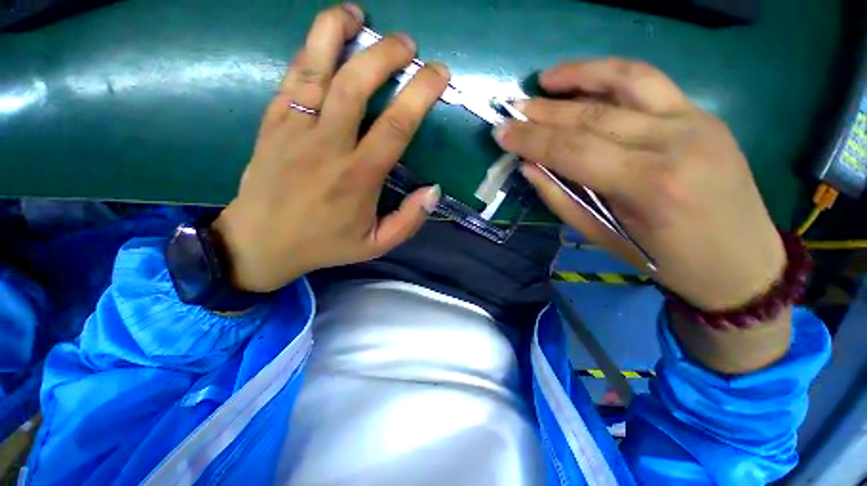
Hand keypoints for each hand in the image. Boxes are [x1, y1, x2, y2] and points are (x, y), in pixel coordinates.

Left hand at [212, 4, 447, 291]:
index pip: (396, 125)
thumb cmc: (325, 244)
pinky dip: (311, 49)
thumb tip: (433, 190)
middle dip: (386, 55)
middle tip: (408, 45)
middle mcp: (327, 146)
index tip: (439, 73)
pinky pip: (293, 76)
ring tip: (359, 15)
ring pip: (316, 68)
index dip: (421, 93)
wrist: (262, 242)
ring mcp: (294, 128)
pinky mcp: (272, 122)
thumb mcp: (377, 244)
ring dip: (338, 32)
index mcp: (358, 177)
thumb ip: (409, 221)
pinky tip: (327, 35)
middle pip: (356, 84)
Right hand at [494, 59, 784, 311]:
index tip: (501, 132)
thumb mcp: (602, 238)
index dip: (530, 139)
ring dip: (580, 75)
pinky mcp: (702, 114)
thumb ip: (561, 198)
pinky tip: (585, 77)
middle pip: (592, 116)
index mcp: (647, 185)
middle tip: (512, 109)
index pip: (572, 150)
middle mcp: (673, 142)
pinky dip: (612, 74)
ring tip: (546, 78)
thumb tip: (529, 167)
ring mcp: (695, 120)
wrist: (742, 261)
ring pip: (627, 80)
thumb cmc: (665, 260)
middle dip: (543, 112)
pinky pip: (650, 82)